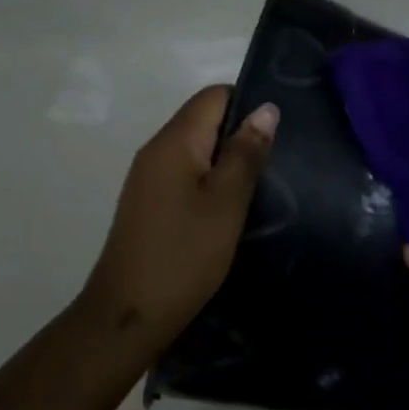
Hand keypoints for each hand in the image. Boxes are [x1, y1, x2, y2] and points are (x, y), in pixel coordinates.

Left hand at [83, 86, 277, 345]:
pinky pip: (185, 174)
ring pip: (196, 149)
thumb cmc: (184, 255)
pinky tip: (231, 207)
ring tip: (263, 184)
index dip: (248, 103)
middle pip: (204, 120)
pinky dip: (210, 181)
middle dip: (241, 133)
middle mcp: (156, 150)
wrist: (128, 314)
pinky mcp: (149, 202)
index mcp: (173, 141)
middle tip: (279, 161)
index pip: (213, 96)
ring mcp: (148, 177)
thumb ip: (245, 153)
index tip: (280, 130)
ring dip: (227, 160)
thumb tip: (265, 108)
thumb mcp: (226, 203)